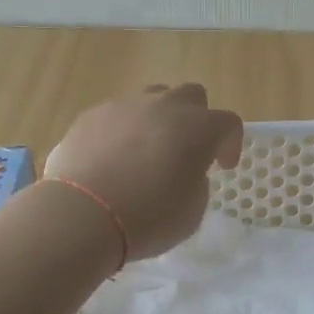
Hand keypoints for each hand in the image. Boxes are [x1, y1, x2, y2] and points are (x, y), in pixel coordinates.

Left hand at [44, 84, 243, 261]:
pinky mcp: (90, 115)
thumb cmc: (149, 217)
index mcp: (199, 128)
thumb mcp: (192, 210)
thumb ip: (196, 181)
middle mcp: (164, 106)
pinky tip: (112, 159)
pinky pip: (116, 115)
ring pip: (151, 99)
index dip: (231, 144)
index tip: (222, 166)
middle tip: (187, 149)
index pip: (229, 122)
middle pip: (191, 96)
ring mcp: (124, 105)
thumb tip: (183, 171)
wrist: (82, 214)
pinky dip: (122, 131)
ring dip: (157, 120)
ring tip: (146, 151)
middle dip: (195, 119)